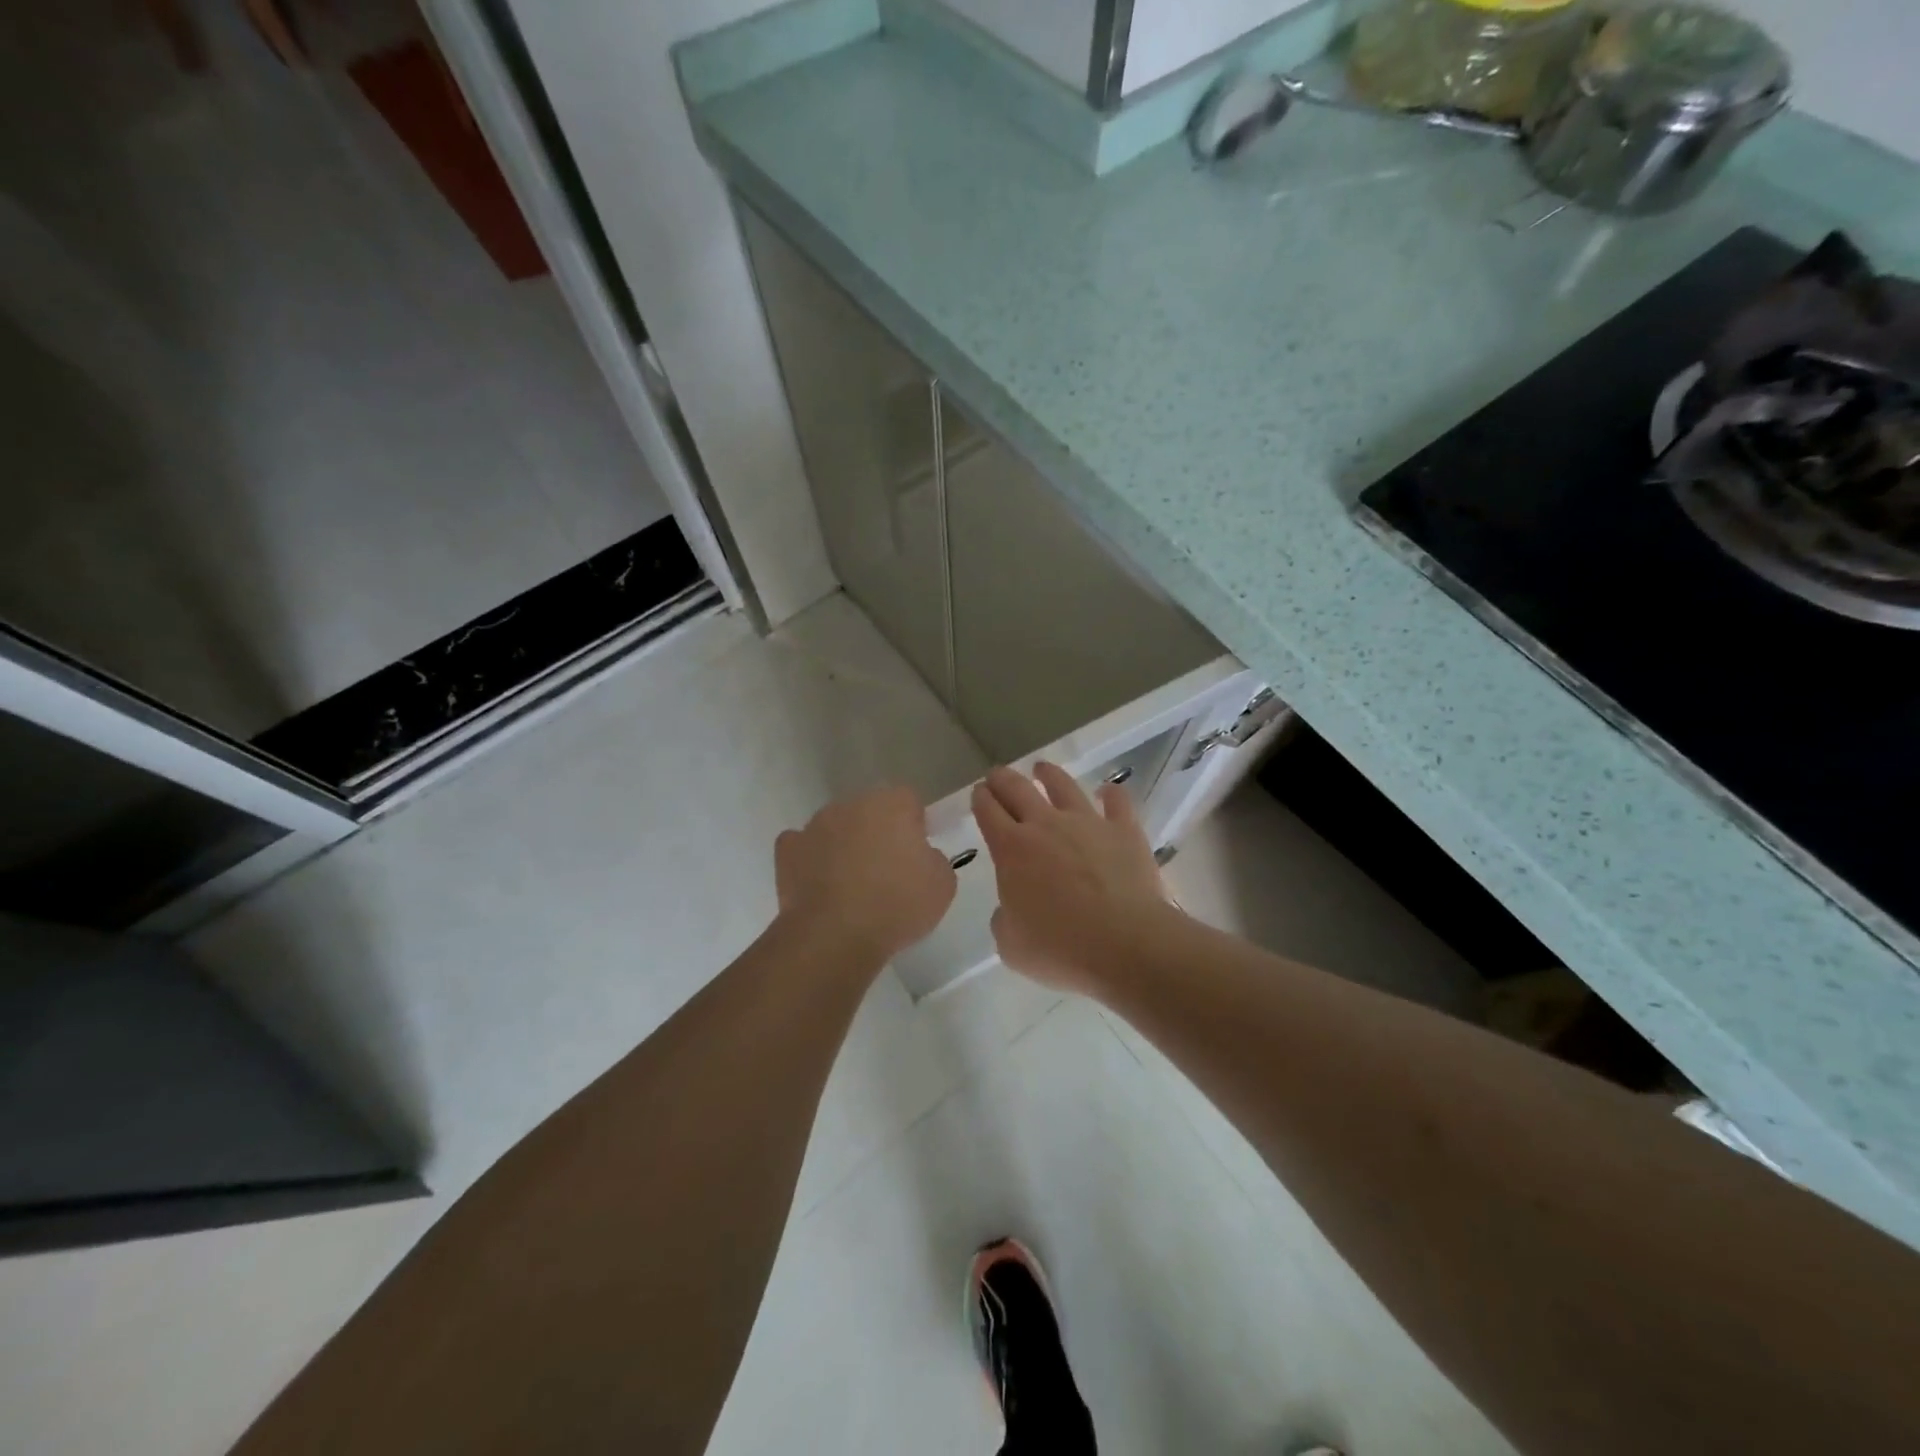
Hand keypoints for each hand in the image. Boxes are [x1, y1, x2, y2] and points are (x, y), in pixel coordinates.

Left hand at [774, 786, 956, 965]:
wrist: (835, 935)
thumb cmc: (897, 904)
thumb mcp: (942, 885)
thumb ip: (934, 859)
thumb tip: (920, 856)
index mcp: (892, 804)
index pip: (908, 800)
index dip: (914, 824)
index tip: (917, 853)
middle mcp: (851, 805)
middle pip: (869, 811)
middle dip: (877, 832)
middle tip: (887, 870)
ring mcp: (814, 825)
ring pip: (835, 827)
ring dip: (844, 845)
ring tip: (851, 885)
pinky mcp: (787, 850)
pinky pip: (802, 846)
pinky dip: (811, 860)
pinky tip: (819, 884)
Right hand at [972, 763, 1171, 995]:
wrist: (1125, 944)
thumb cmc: (1060, 948)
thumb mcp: (1011, 946)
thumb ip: (1004, 920)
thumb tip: (1010, 910)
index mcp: (1011, 849)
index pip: (988, 812)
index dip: (980, 799)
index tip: (978, 793)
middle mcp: (1046, 825)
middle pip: (1018, 789)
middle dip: (1002, 779)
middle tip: (996, 775)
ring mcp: (1088, 823)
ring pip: (1063, 786)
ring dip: (1049, 774)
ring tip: (1042, 768)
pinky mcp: (1125, 830)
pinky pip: (1117, 802)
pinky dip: (1111, 794)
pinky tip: (1108, 791)